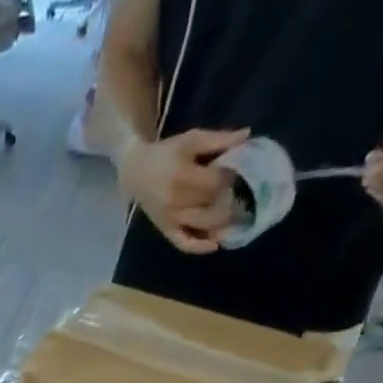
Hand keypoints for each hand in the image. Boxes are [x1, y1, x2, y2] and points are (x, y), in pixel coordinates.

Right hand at [116, 128, 249, 253]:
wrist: (135, 172)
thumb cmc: (166, 154)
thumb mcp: (191, 140)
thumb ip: (218, 140)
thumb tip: (247, 135)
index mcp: (182, 176)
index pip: (217, 183)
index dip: (231, 178)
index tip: (235, 173)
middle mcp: (176, 201)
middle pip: (212, 205)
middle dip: (228, 199)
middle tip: (236, 193)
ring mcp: (170, 219)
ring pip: (203, 225)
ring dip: (221, 222)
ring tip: (232, 214)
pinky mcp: (166, 230)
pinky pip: (184, 243)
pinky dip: (200, 246)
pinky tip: (215, 244)